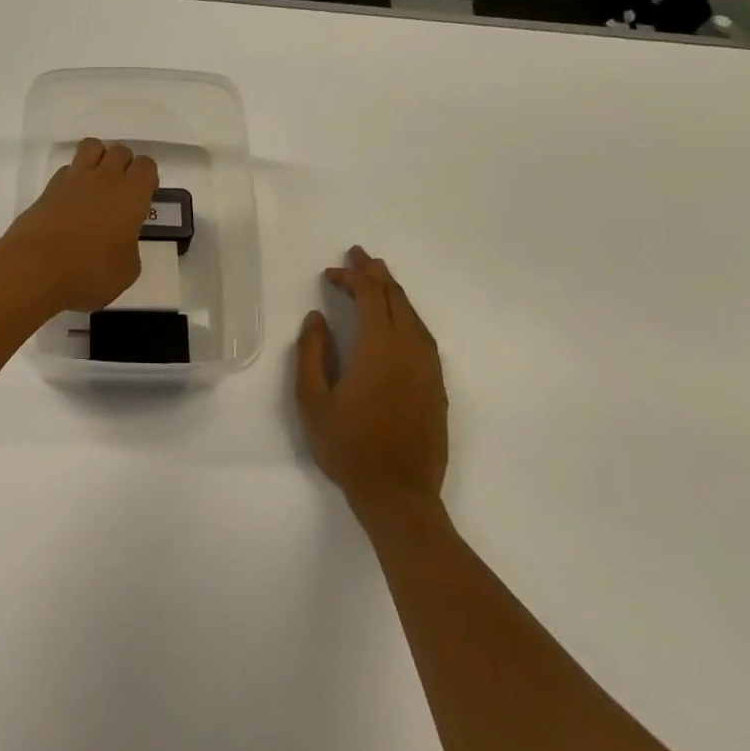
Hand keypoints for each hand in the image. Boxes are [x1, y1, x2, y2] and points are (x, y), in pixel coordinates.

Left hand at [0, 139, 159, 312]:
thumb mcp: (127, 270)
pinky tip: (72, 201)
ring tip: (97, 185)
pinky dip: (73, 177)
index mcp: (131, 195)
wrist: (35, 269)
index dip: (147, 179)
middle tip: (121, 193)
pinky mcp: (49, 187)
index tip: (143, 198)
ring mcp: (74, 178)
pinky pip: (68, 168)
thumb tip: (120, 241)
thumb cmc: (89, 272)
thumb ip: (130, 247)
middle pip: (120, 150)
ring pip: (92, 146)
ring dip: (99, 158)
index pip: (146, 165)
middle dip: (124, 165)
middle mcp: (105, 178)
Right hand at [295, 246, 447, 505]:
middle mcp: (409, 350)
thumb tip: (317, 318)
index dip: (351, 277)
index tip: (330, 272)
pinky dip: (407, 316)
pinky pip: (423, 336)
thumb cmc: (348, 447)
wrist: (398, 495)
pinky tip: (397, 320)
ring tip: (378, 278)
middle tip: (359, 255)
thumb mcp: (312, 400)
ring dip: (394, 292)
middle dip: (376, 273)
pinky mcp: (437, 386)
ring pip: (413, 316)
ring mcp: (428, 369)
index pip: (369, 296)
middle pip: (395, 299)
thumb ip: (312, 353)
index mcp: (378, 349)